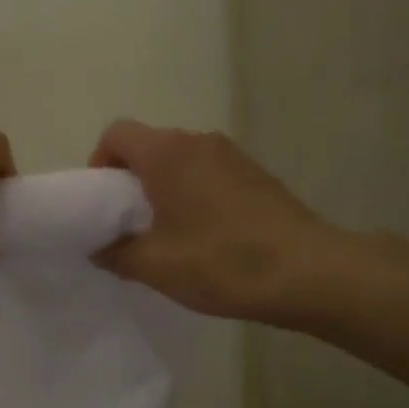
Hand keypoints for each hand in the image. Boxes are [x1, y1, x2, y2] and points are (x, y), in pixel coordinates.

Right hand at [89, 120, 340, 321]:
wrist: (310, 273)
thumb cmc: (221, 262)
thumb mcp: (154, 266)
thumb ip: (114, 253)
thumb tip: (98, 247)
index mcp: (166, 153)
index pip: (115, 134)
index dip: (99, 164)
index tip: (103, 205)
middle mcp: (198, 141)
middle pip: (148, 146)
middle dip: (130, 181)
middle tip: (130, 225)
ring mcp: (232, 155)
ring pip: (180, 161)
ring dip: (164, 189)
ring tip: (168, 234)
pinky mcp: (256, 175)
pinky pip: (208, 173)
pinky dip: (194, 194)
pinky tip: (205, 236)